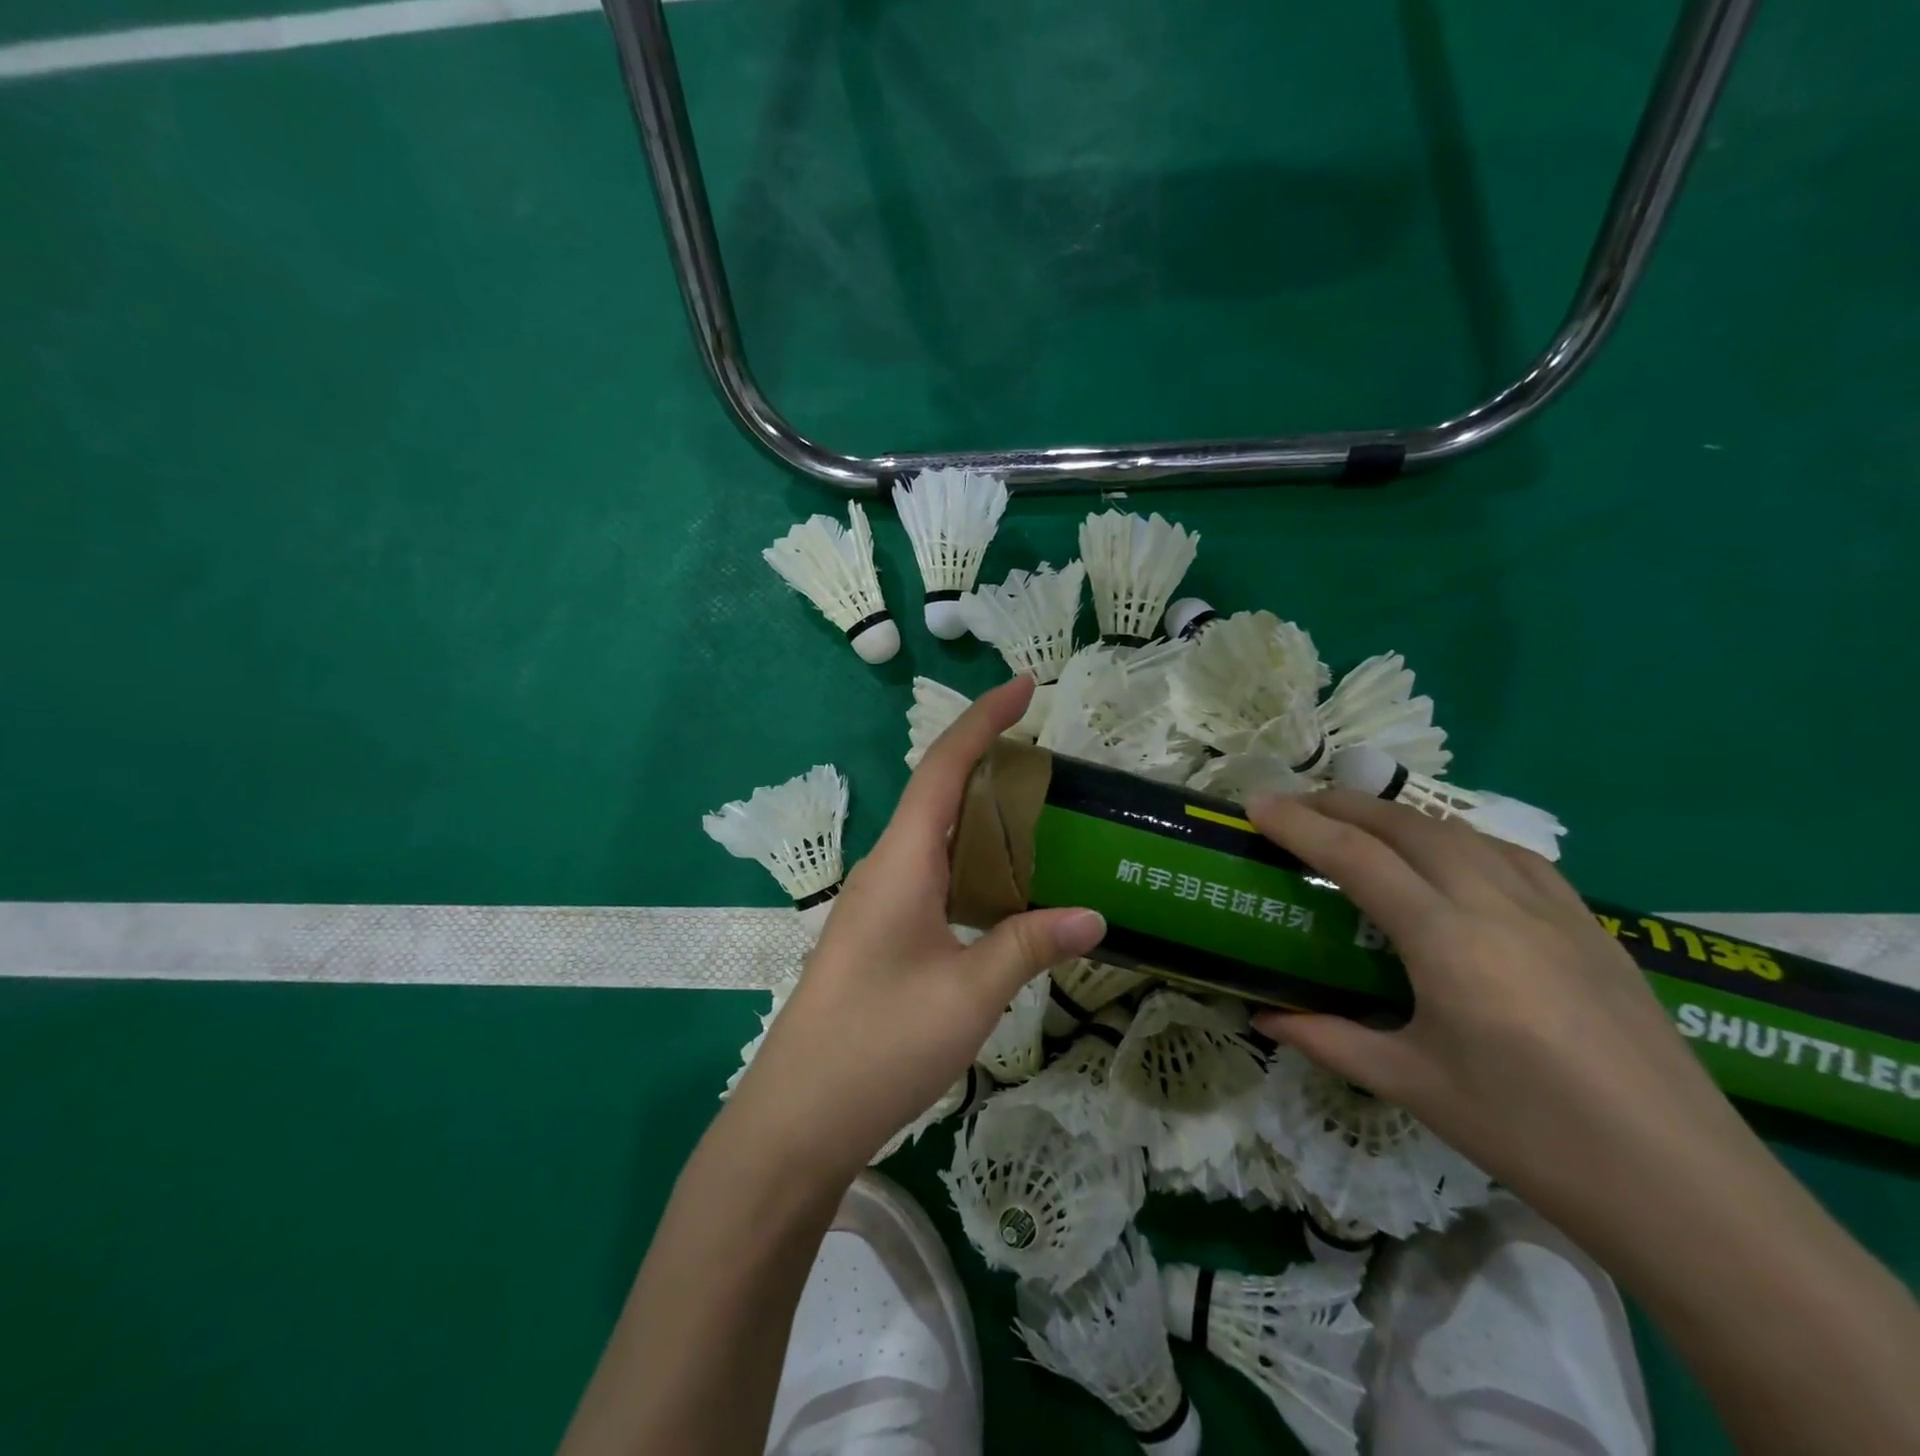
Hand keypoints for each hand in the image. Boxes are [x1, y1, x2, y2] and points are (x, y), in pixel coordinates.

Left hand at [729, 677, 1104, 1177]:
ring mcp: (878, 900)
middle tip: (1051, 759)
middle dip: (990, 760)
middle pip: (940, 792)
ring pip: (936, 835)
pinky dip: (972, 859)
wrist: (798, 1115)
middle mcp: (886, 866)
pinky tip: (1004, 886)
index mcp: (903, 860)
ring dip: (983, 813)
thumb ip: (1030, 945)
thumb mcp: (970, 993)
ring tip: (1040, 813)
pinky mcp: (879, 931)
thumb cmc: (880, 1043)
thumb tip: (1095, 915)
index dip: (984, 719)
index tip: (1026, 686)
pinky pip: (932, 872)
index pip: (945, 767)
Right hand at [1242, 790, 1757, 1227]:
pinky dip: (1461, 838)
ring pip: (1463, 831)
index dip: (1299, 825)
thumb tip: (1264, 1016)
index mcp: (1447, 941)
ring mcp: (1554, 910)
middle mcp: (1497, 905)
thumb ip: (1329, 1038)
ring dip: (1401, 816)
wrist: (1687, 1190)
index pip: (1355, 858)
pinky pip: (1514, 855)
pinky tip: (1452, 858)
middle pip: (1408, 826)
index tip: (1255, 804)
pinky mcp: (1593, 927)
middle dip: (1343, 805)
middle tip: (1296, 807)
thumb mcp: (1413, 1085)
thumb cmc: (1531, 1136)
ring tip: (1361, 824)